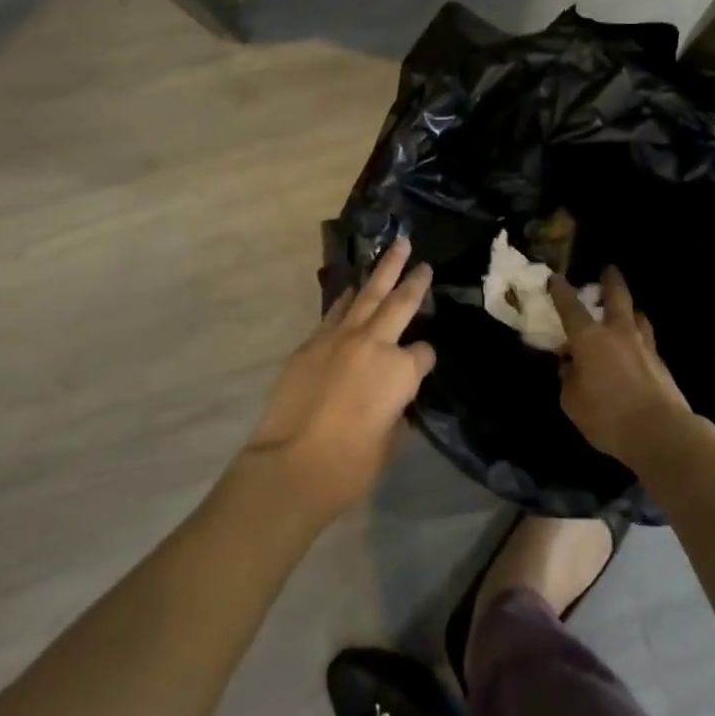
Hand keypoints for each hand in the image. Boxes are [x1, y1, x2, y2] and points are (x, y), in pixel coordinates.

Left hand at [237, 239, 436, 524]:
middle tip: (421, 259)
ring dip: (383, 271)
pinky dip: (348, 298)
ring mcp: (341, 337)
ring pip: (367, 294)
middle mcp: (375, 343)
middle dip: (414, 279)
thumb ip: (396, 408)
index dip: (424, 360)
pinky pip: (336, 311)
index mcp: (402, 371)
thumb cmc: (349, 466)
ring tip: (395, 249)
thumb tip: (392, 396)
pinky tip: (352, 289)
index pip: (424, 353)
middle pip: (401, 302)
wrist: (290, 465)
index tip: (421, 367)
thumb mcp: (389, 440)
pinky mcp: (311, 342)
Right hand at [551, 268, 693, 470]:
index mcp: (590, 339)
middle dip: (611, 281)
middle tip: (609, 270)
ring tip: (628, 311)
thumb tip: (571, 366)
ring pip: (638, 316)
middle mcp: (618, 333)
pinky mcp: (661, 364)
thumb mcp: (572, 402)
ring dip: (631, 310)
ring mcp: (644, 346)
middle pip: (617, 297)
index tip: (555, 277)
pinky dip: (639, 339)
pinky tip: (636, 349)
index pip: (571, 307)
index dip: (560, 291)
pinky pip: (647, 342)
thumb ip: (569, 379)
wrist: (660, 432)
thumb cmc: (607, 416)